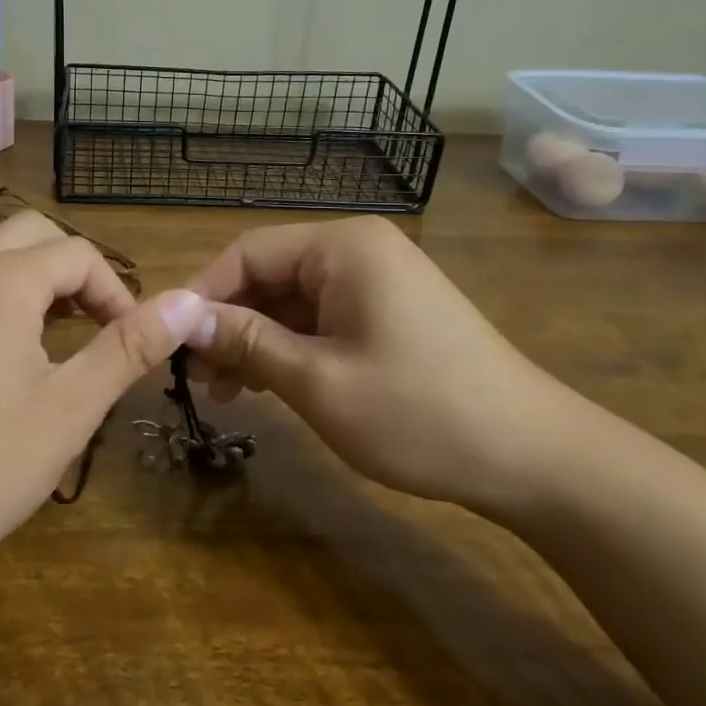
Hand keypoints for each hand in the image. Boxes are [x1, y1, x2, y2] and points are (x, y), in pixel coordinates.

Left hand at [0, 212, 209, 580]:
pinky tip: (1, 350)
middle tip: (97, 327)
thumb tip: (189, 300)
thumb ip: (129, 348)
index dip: (117, 292)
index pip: (78, 254)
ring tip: (56, 331)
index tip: (131, 344)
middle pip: (32, 234)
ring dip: (32, 276)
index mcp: (0, 280)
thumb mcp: (69, 409)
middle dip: (75, 271)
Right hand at [185, 217, 583, 515]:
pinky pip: (321, 319)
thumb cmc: (420, 412)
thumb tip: (181, 319)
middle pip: (269, 275)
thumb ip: (245, 341)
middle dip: (229, 323)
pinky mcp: (388, 313)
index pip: (248, 251)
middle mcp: (358, 251)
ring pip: (292, 301)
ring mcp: (376, 282)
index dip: (203, 294)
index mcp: (342, 247)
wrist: (536, 458)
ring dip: (256, 341)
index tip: (170, 340)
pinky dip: (290, 348)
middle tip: (197, 377)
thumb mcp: (318, 380)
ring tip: (228, 392)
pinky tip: (268, 385)